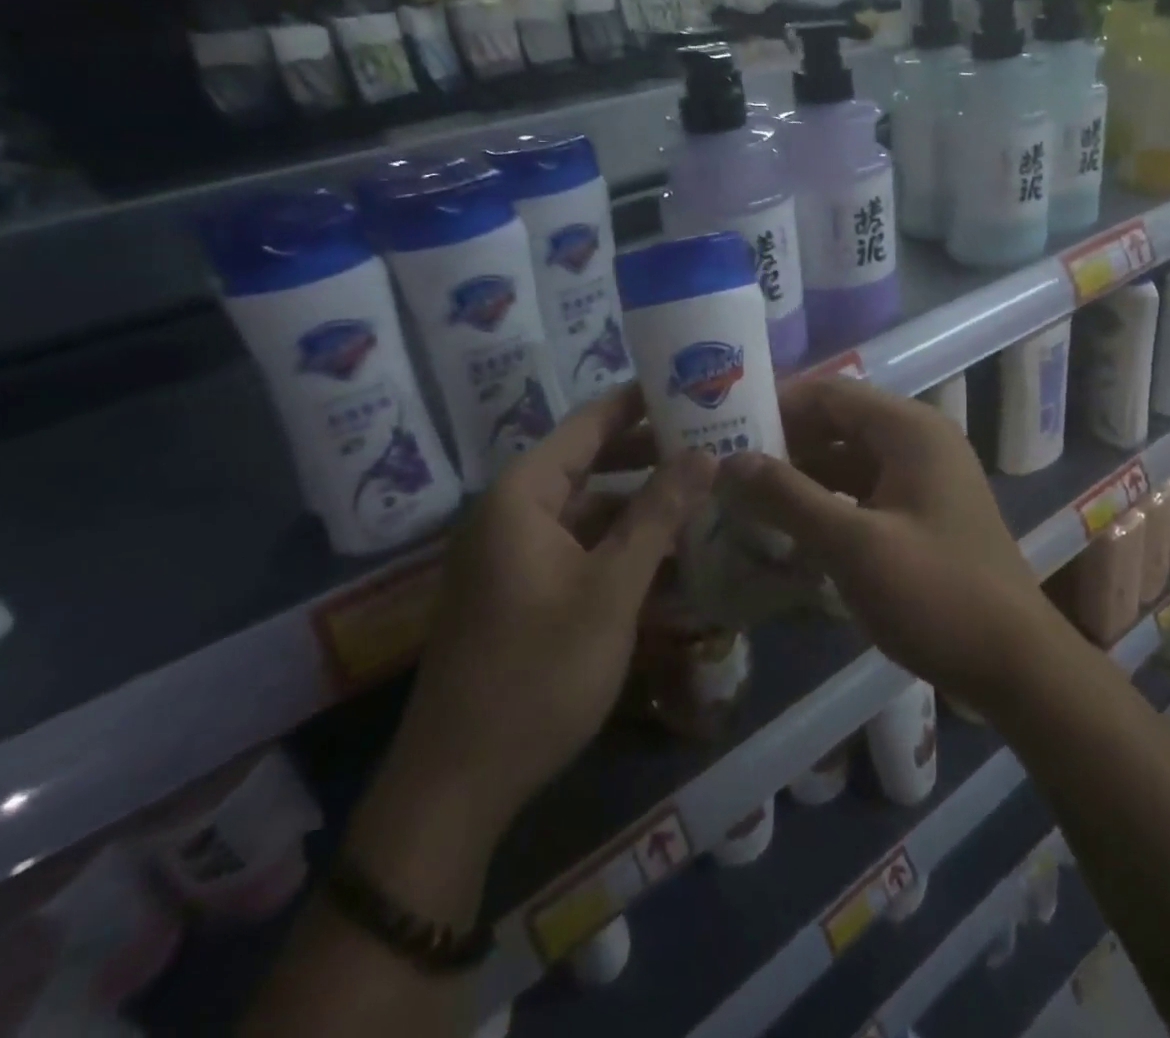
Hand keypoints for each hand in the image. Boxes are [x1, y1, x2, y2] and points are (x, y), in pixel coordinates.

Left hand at [406, 386, 716, 824]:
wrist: (458, 785)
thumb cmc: (538, 672)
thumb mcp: (611, 588)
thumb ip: (658, 514)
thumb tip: (704, 454)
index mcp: (521, 495)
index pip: (588, 424)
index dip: (639, 402)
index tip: (690, 385)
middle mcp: (511, 512)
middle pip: (588, 462)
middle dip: (648, 453)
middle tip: (711, 440)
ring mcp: (512, 553)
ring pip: (586, 508)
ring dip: (639, 503)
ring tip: (702, 494)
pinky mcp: (520, 589)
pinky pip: (577, 546)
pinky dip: (619, 544)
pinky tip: (669, 554)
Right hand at [720, 377, 1066, 715]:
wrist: (1015, 664)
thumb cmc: (937, 594)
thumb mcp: (853, 545)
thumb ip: (787, 497)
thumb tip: (726, 462)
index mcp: (908, 429)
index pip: (828, 393)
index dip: (776, 407)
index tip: (725, 431)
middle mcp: (918, 440)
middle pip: (837, 423)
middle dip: (784, 444)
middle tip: (727, 470)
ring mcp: (923, 477)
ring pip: (847, 460)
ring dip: (802, 476)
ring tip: (746, 499)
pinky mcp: (922, 512)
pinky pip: (863, 491)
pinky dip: (827, 503)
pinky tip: (790, 530)